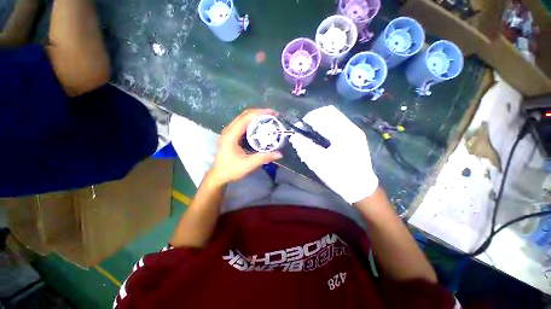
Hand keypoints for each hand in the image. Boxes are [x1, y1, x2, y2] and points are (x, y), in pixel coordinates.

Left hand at [210, 109, 282, 185]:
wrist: (219, 175)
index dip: (259, 113)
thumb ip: (263, 158)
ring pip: (243, 118)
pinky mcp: (231, 135)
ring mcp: (229, 132)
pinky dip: (253, 122)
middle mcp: (229, 130)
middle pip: (244, 115)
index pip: (245, 118)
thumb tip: (279, 154)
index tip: (272, 113)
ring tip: (269, 118)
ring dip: (256, 116)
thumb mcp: (248, 165)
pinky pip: (243, 124)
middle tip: (273, 115)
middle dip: (259, 113)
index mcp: (231, 135)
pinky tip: (260, 126)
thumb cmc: (231, 170)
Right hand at [290, 105, 377, 203]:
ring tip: (312, 132)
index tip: (299, 128)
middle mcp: (351, 128)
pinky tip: (322, 136)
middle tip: (305, 129)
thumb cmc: (339, 176)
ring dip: (320, 120)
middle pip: (329, 111)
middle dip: (313, 117)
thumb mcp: (319, 164)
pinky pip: (338, 123)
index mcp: (343, 134)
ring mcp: (355, 131)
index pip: (322, 115)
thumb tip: (294, 136)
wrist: (361, 187)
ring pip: (334, 116)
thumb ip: (305, 148)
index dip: (307, 119)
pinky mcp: (355, 135)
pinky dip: (327, 125)